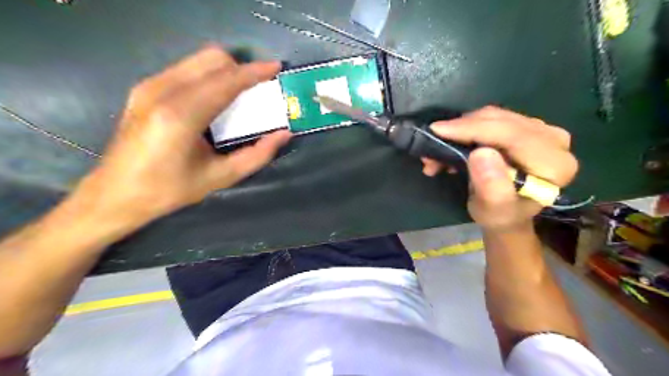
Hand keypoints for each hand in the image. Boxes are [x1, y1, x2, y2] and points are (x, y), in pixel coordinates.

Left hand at [74, 46, 290, 226]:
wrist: (116, 193)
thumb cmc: (170, 190)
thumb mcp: (221, 177)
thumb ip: (257, 155)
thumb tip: (284, 134)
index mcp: (182, 115)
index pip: (226, 81)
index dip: (254, 72)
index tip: (276, 68)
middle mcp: (163, 91)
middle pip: (212, 59)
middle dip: (241, 68)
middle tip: (258, 88)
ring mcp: (150, 85)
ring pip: (198, 60)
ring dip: (225, 71)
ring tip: (241, 93)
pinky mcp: (144, 87)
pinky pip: (186, 68)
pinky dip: (208, 75)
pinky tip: (215, 98)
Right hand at [426, 105, 577, 231]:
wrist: (506, 213)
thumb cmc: (500, 215)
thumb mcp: (493, 209)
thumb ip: (491, 186)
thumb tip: (480, 154)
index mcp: (554, 164)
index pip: (511, 135)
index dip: (472, 129)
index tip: (438, 131)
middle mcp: (554, 141)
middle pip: (501, 121)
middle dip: (460, 130)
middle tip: (431, 145)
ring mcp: (541, 130)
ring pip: (493, 116)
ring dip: (460, 130)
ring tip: (437, 151)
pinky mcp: (525, 127)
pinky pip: (491, 118)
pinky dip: (466, 129)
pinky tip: (451, 145)